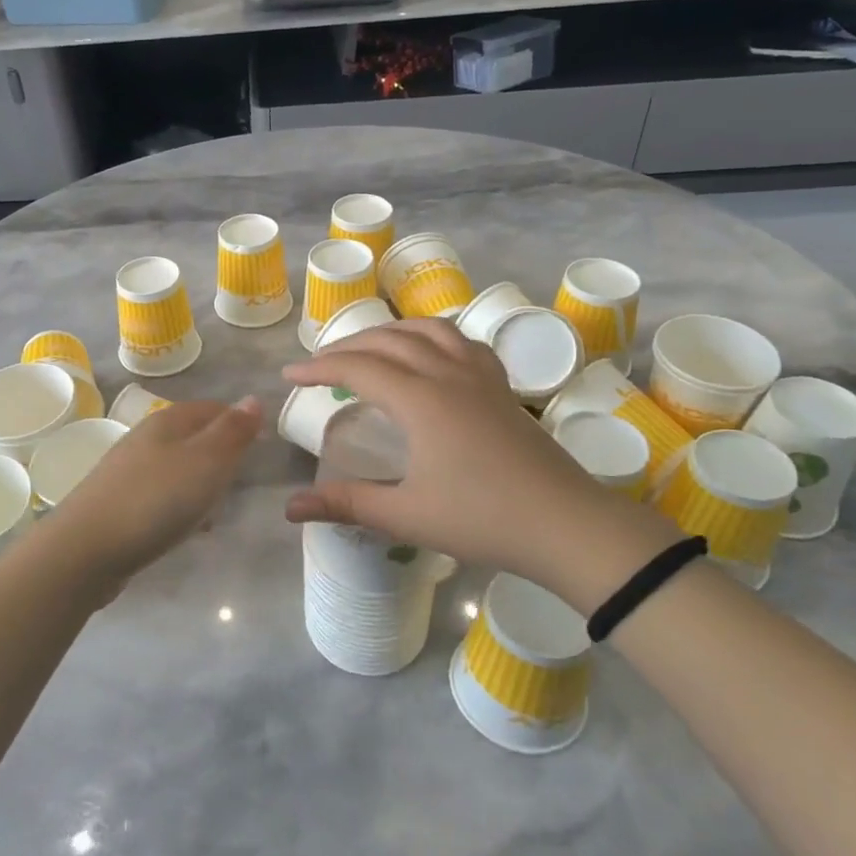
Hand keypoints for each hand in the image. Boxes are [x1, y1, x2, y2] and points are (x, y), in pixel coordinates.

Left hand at [37, 397, 262, 595]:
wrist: (87, 549)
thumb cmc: (156, 499)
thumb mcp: (206, 461)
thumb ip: (232, 431)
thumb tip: (253, 399)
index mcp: (168, 420)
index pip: (213, 408)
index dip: (239, 423)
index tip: (261, 448)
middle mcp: (146, 438)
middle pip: (193, 437)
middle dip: (220, 455)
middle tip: (241, 480)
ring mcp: (128, 470)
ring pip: (177, 466)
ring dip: (200, 483)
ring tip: (217, 508)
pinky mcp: (119, 502)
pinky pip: (161, 494)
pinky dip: (179, 505)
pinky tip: (185, 528)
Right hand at [282, 321, 673, 605]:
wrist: (566, 524)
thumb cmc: (482, 519)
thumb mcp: (406, 515)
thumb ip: (346, 503)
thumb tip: (288, 508)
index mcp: (420, 399)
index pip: (357, 368)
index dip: (318, 368)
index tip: (289, 376)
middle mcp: (447, 373)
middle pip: (387, 342)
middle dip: (346, 347)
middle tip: (318, 365)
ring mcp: (480, 375)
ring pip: (427, 330)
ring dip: (390, 332)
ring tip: (368, 347)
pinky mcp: (502, 386)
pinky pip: (462, 341)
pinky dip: (433, 336)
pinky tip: (430, 354)